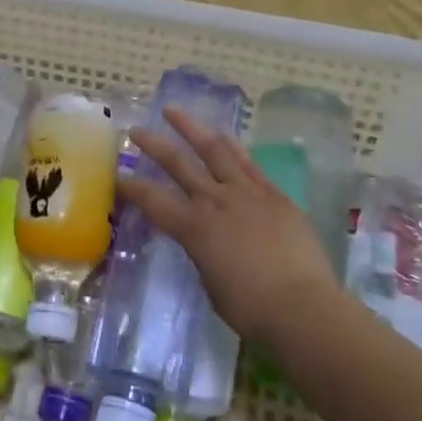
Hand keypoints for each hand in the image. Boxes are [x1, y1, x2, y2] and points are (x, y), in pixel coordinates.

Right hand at [122, 108, 339, 348]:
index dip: (131, 188)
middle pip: (178, 164)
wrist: (303, 306)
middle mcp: (215, 201)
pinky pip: (248, 162)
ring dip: (191, 128)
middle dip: (154, 144)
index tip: (117, 177)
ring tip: (174, 111)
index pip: (153, 201)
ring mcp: (246, 193)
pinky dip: (232, 145)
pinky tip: (223, 134)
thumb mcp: (212, 285)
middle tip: (136, 129)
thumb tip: (205, 244)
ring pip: (213, 150)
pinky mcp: (274, 194)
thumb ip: (203, 256)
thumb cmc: (252, 309)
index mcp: (194, 229)